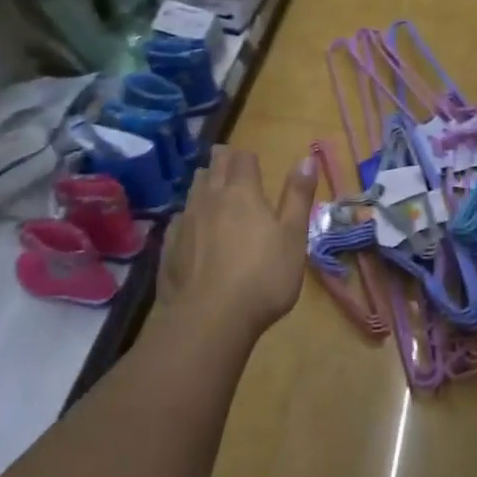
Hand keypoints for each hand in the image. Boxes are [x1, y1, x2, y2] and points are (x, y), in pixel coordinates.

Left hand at [159, 146, 317, 338]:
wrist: (208, 320)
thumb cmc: (262, 277)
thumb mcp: (293, 237)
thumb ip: (299, 196)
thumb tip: (307, 157)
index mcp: (242, 192)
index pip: (242, 159)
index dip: (247, 156)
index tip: (251, 158)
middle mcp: (210, 199)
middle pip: (214, 168)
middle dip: (222, 161)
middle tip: (227, 159)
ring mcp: (186, 222)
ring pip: (193, 190)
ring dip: (204, 183)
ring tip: (210, 185)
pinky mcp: (169, 247)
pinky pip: (178, 219)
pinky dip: (187, 215)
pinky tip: (191, 225)